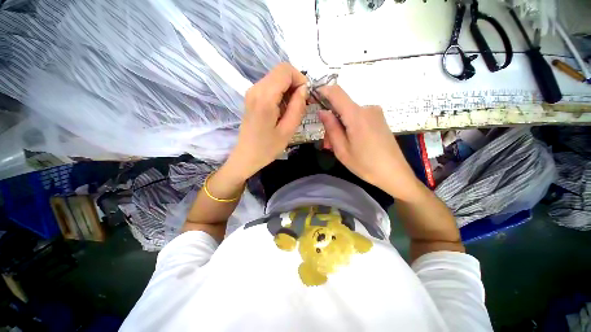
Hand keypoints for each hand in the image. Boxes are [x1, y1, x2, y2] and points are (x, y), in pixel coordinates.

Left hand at [225, 63, 307, 180]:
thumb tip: (304, 89)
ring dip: (288, 89)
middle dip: (295, 84)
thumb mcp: (288, 130)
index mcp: (265, 97)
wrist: (247, 155)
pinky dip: (280, 93)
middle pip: (280, 72)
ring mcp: (252, 92)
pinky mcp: (251, 97)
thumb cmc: (268, 147)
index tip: (306, 97)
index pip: (285, 70)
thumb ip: (298, 107)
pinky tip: (283, 109)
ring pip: (276, 78)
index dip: (300, 79)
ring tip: (292, 109)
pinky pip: (270, 86)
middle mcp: (256, 88)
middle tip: (301, 104)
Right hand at [318, 85, 421, 199]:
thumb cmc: (365, 165)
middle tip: (327, 142)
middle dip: (331, 121)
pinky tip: (351, 142)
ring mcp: (376, 113)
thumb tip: (322, 111)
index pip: (337, 92)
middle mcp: (368, 108)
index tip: (313, 98)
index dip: (323, 91)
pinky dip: (350, 127)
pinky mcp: (380, 120)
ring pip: (350, 114)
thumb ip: (331, 128)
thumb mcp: (342, 150)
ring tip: (338, 146)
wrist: (395, 174)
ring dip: (340, 126)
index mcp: (357, 115)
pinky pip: (359, 118)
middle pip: (342, 107)